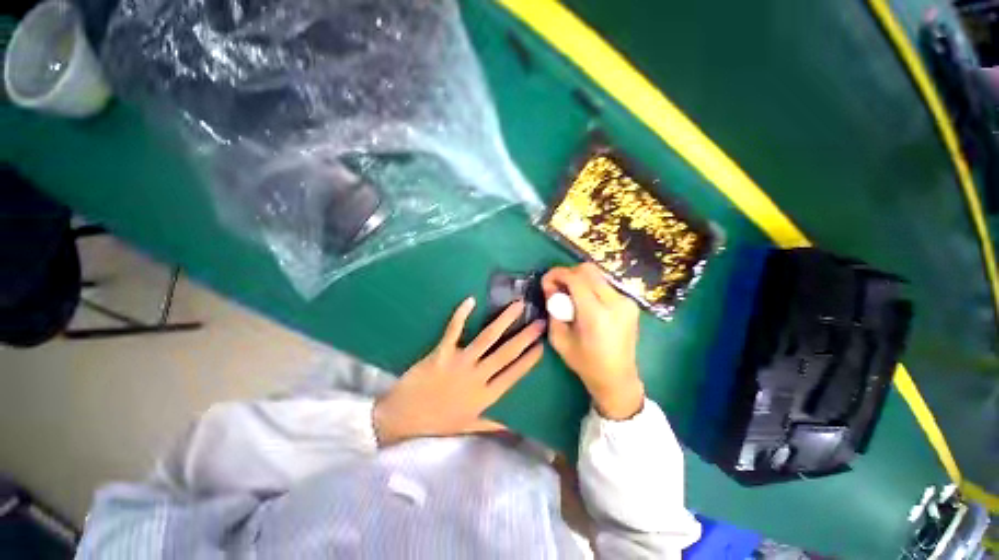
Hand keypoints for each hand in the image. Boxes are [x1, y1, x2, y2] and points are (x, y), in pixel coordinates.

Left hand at [373, 297, 544, 445]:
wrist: (403, 418)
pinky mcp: (441, 353)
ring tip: (517, 306)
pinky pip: (453, 330)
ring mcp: (459, 363)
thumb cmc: (436, 422)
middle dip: (525, 336)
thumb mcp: (468, 427)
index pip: (514, 375)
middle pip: (506, 353)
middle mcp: (477, 377)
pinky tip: (471, 300)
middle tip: (540, 321)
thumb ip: (493, 424)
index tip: (543, 346)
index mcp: (485, 396)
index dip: (529, 360)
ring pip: (487, 338)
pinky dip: (462, 315)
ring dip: (503, 320)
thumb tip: (515, 427)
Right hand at [542, 263, 644, 419]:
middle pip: (588, 270)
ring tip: (569, 295)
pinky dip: (590, 286)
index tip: (545, 281)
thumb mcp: (559, 338)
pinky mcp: (630, 303)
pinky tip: (584, 301)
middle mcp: (615, 302)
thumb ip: (553, 309)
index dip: (557, 274)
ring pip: (597, 275)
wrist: (617, 378)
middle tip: (556, 286)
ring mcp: (626, 301)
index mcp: (596, 314)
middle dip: (568, 273)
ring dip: (579, 279)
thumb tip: (549, 287)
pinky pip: (605, 284)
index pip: (575, 279)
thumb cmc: (585, 363)